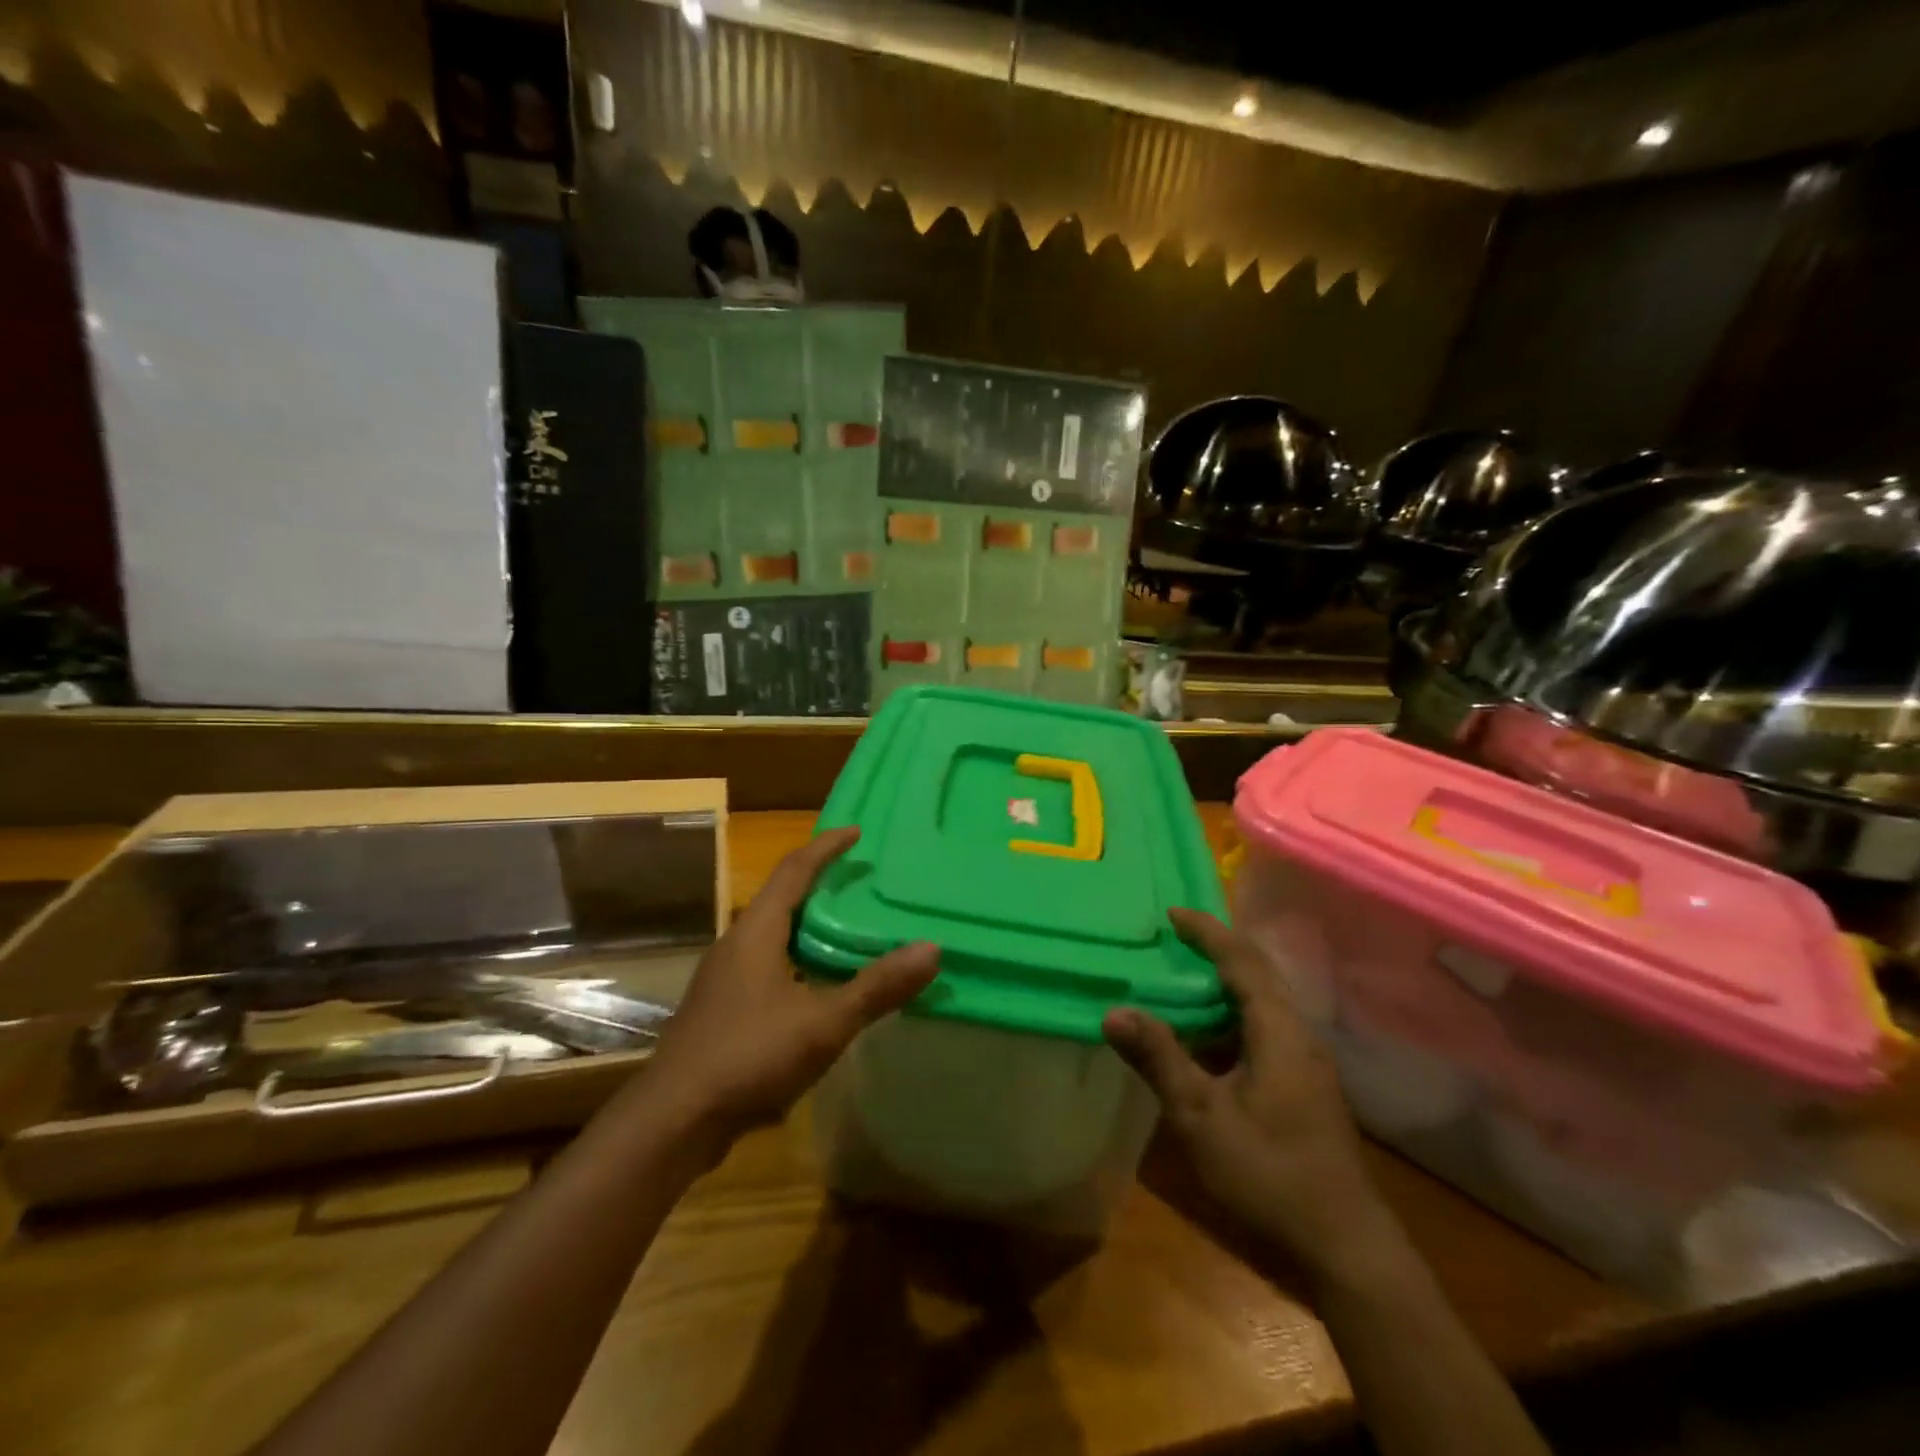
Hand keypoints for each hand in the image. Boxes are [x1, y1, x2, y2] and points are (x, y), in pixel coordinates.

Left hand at [646, 826, 938, 1145]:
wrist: (673, 1121)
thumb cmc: (748, 1056)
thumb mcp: (823, 1023)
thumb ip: (877, 987)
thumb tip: (932, 949)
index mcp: (756, 931)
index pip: (794, 870)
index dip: (826, 847)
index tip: (856, 832)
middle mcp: (736, 944)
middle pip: (781, 897)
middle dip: (820, 883)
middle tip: (860, 880)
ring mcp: (724, 978)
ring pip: (773, 935)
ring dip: (808, 924)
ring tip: (848, 929)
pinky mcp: (721, 1009)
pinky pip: (767, 965)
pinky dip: (798, 959)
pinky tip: (818, 986)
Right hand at [1104, 908, 1399, 1282]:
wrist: (1344, 1247)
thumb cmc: (1269, 1174)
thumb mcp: (1201, 1116)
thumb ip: (1159, 1059)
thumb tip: (1114, 1011)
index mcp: (1279, 1031)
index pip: (1242, 961)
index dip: (1207, 932)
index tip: (1172, 913)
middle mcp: (1297, 1035)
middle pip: (1257, 974)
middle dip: (1216, 950)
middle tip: (1172, 937)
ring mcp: (1305, 1062)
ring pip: (1261, 1003)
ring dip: (1221, 985)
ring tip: (1178, 978)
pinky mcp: (1303, 1085)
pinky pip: (1262, 1028)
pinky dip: (1228, 1017)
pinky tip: (1201, 1037)